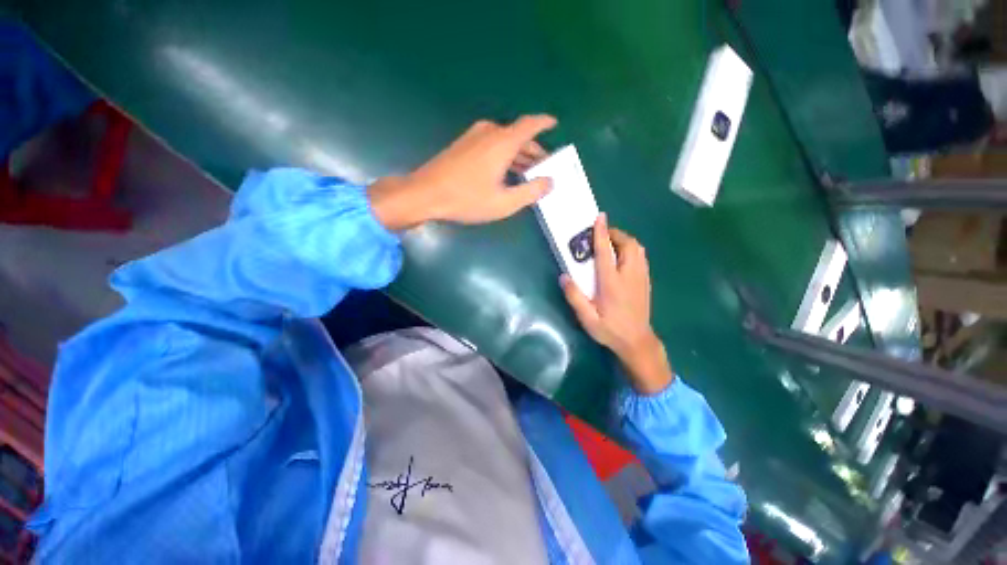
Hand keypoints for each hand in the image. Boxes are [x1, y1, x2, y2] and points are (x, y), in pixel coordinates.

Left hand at [368, 115, 555, 230]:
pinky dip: (503, 154)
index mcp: (502, 142)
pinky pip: (491, 144)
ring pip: (504, 140)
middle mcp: (489, 133)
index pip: (530, 125)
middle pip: (518, 135)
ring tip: (528, 170)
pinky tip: (505, 171)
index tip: (554, 124)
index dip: (544, 123)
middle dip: (533, 149)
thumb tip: (550, 181)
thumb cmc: (467, 199)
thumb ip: (530, 192)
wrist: (425, 194)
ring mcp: (473, 137)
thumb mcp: (504, 202)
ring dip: (518, 154)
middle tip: (544, 165)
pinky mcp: (463, 145)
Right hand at [561, 214, 672, 393]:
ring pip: (638, 249)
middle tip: (601, 237)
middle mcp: (629, 275)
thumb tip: (563, 276)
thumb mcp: (587, 318)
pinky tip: (621, 258)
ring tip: (610, 245)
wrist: (637, 342)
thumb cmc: (610, 330)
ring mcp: (641, 277)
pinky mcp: (646, 281)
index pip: (606, 252)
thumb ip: (575, 297)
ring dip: (624, 241)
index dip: (601, 233)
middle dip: (615, 234)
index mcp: (612, 283)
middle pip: (628, 245)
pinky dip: (632, 250)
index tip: (599, 217)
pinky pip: (641, 257)